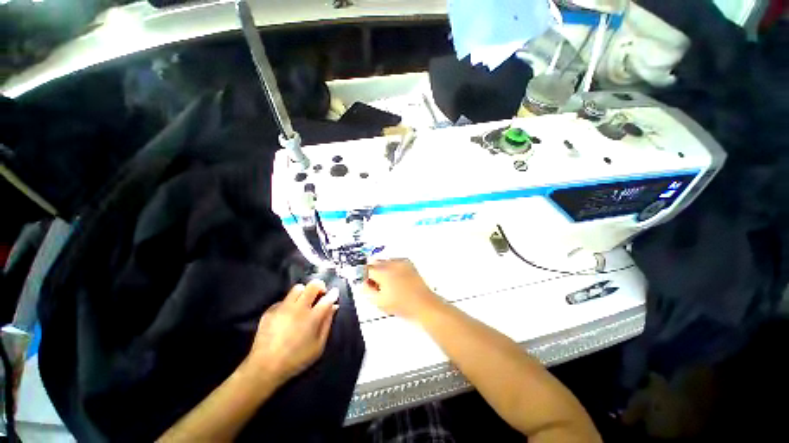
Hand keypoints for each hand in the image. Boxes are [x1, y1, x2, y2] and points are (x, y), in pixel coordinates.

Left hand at [244, 280, 338, 384]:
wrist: (264, 367)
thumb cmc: (296, 359)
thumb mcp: (318, 346)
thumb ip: (327, 324)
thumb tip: (333, 307)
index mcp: (312, 318)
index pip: (327, 298)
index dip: (333, 293)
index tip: (335, 292)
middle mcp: (298, 308)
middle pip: (313, 285)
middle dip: (320, 286)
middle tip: (320, 294)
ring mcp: (283, 308)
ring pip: (297, 288)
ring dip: (304, 292)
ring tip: (304, 302)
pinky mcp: (270, 310)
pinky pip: (283, 300)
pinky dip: (289, 303)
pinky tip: (288, 315)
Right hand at [362, 259, 441, 320]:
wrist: (423, 304)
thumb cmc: (402, 304)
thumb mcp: (379, 301)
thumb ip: (366, 290)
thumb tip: (363, 283)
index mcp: (383, 272)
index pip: (366, 268)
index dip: (365, 277)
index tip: (368, 284)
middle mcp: (392, 263)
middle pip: (375, 262)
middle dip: (373, 272)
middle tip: (378, 286)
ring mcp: (401, 262)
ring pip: (385, 261)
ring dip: (383, 269)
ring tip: (390, 284)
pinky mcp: (408, 263)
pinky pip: (395, 261)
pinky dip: (393, 268)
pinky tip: (398, 279)